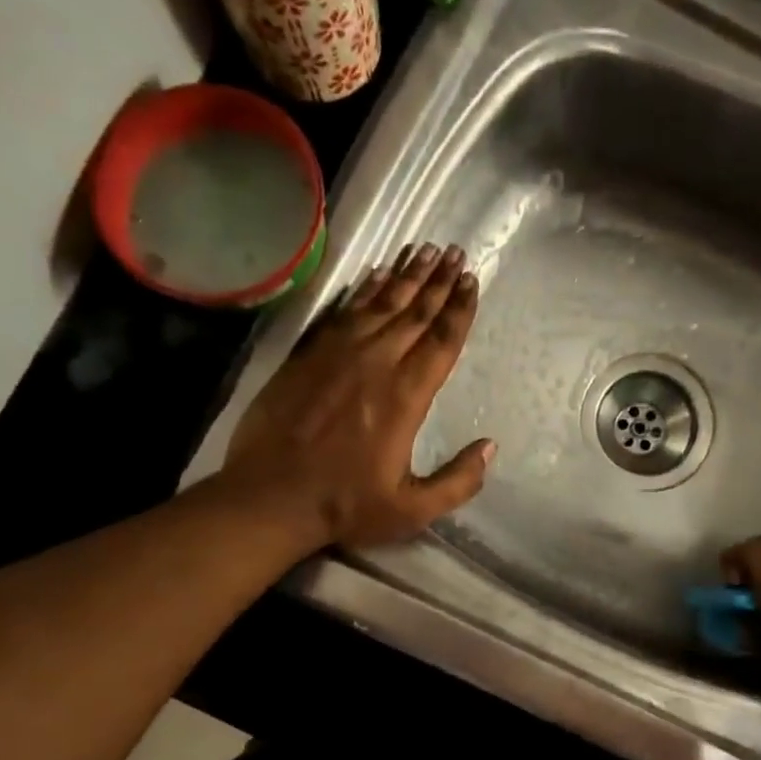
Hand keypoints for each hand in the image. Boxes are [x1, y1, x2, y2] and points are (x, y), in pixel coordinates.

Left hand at [215, 243, 493, 550]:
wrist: (269, 498)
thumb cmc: (345, 505)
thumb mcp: (413, 509)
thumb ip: (458, 481)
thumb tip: (490, 447)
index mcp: (406, 397)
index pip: (441, 341)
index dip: (459, 309)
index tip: (472, 281)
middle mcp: (375, 364)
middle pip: (414, 313)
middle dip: (438, 281)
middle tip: (455, 253)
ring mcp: (337, 355)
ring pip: (379, 304)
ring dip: (405, 276)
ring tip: (424, 250)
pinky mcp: (307, 356)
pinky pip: (342, 312)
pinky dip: (363, 290)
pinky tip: (375, 274)